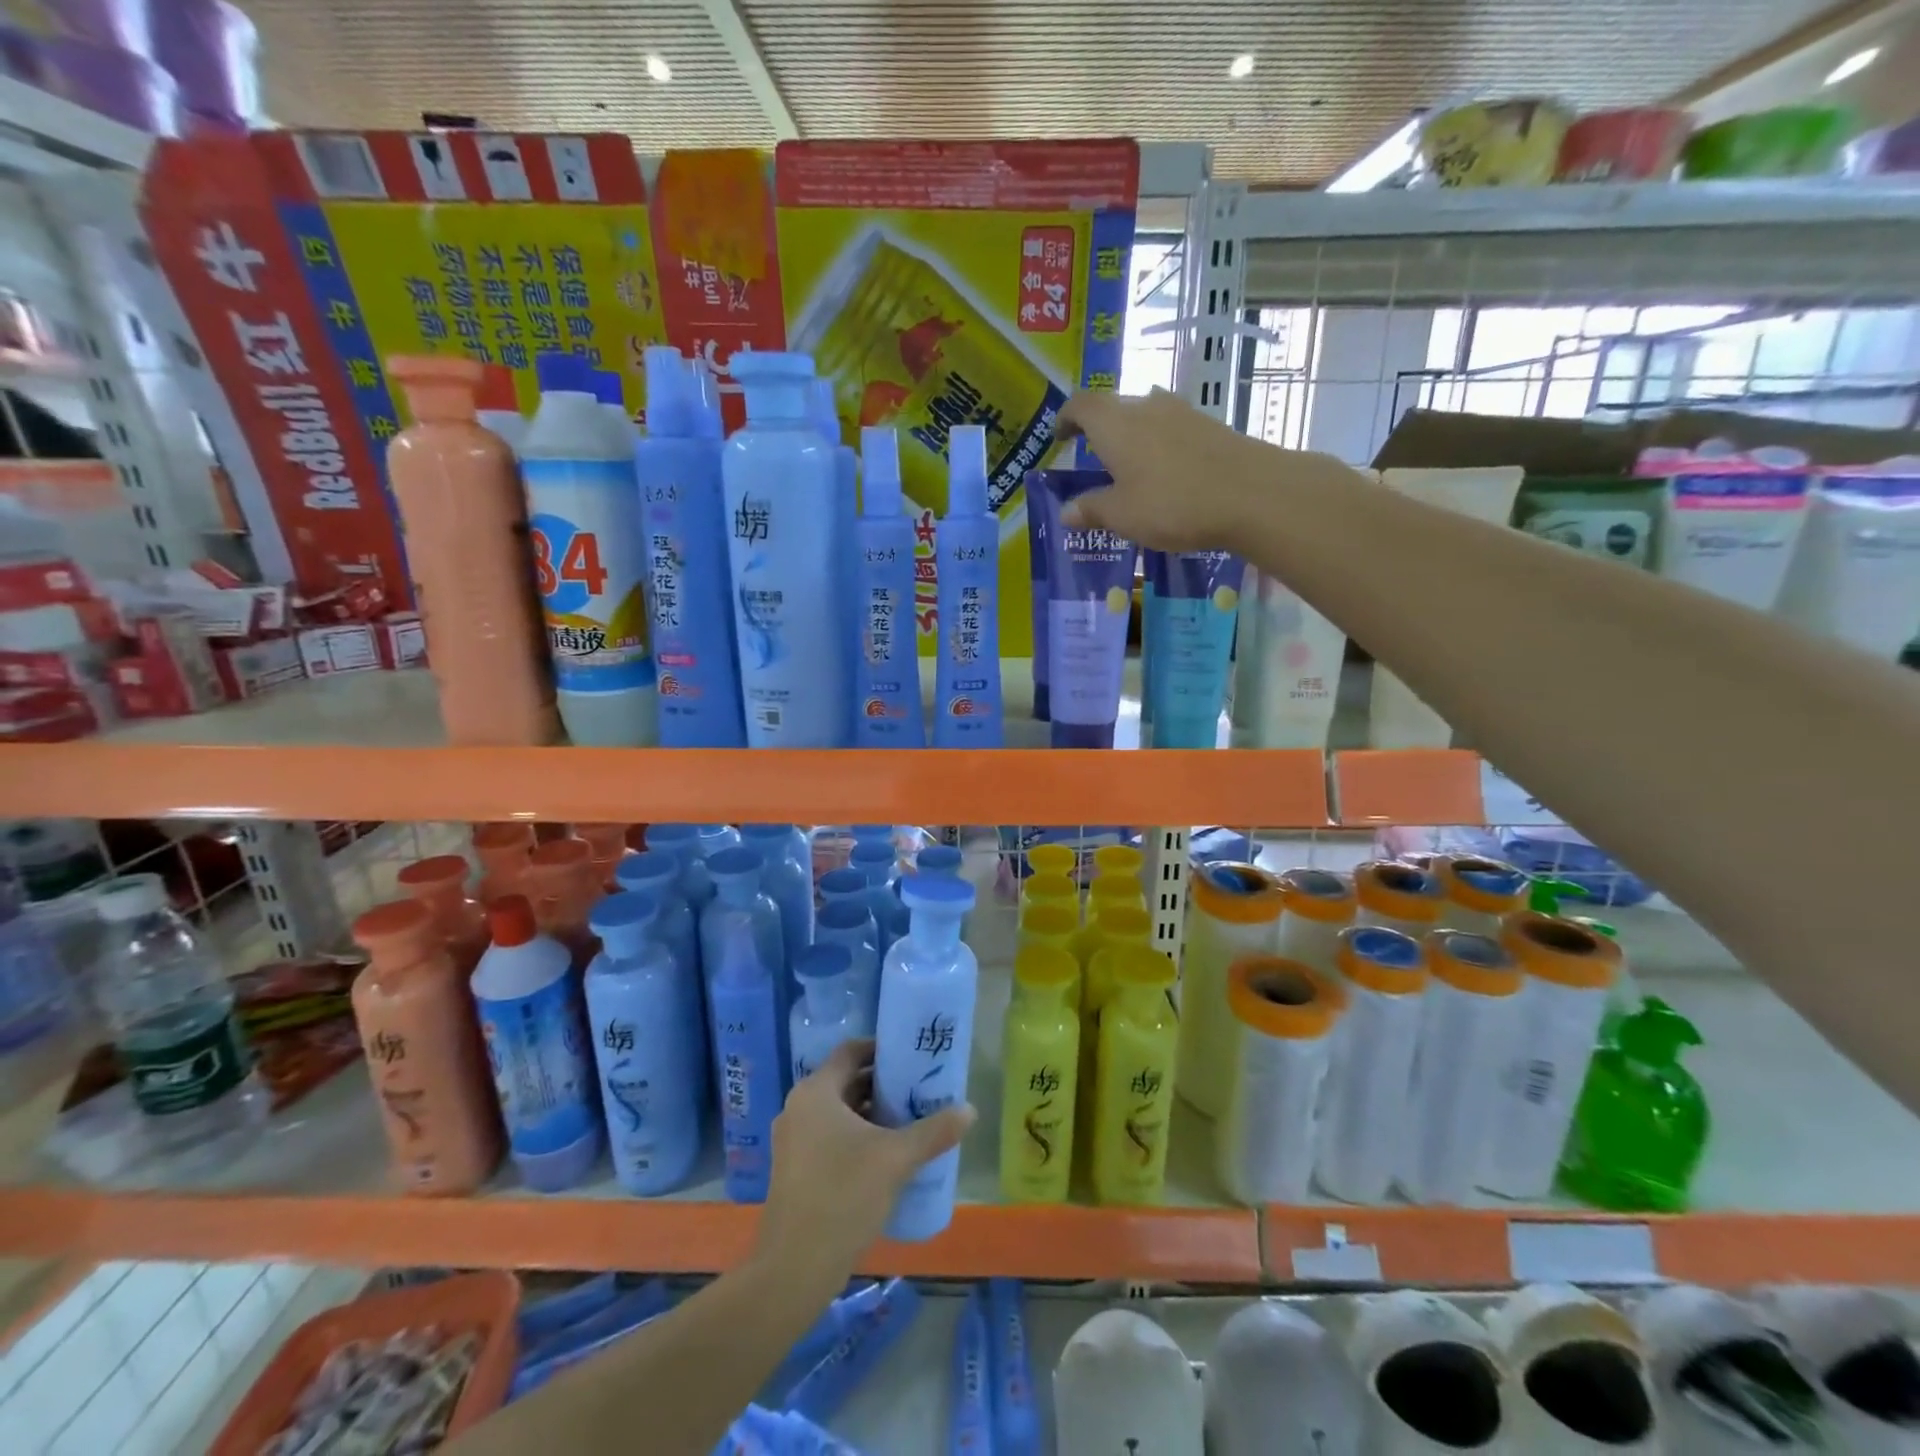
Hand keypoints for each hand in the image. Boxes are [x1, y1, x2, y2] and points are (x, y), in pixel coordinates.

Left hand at [755, 1040, 973, 1282]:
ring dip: (871, 1112)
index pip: (851, 1051)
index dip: (882, 1049)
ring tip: (910, 1121)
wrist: (794, 1270)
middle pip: (846, 1081)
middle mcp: (799, 1107)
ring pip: (838, 1112)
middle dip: (883, 1084)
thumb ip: (934, 1131)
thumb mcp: (896, 1159)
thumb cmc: (843, 1197)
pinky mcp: (794, 1169)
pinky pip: (829, 1136)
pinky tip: (886, 1155)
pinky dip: (856, 1136)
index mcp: (816, 1092)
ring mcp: (793, 1140)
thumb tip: (970, 1110)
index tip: (913, 1056)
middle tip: (919, 1089)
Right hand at [1054, 389, 1268, 551]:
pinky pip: (1170, 429)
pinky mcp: (1209, 426)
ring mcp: (1181, 413)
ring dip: (1130, 436)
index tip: (1059, 437)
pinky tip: (1164, 474)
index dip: (1065, 418)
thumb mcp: (1122, 516)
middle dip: (1098, 429)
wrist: (1251, 493)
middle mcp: (1145, 407)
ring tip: (1127, 467)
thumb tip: (1066, 512)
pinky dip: (1158, 446)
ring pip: (1144, 416)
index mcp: (1114, 424)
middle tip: (1090, 457)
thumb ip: (1091, 510)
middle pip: (1113, 407)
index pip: (1080, 405)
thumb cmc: (1172, 503)